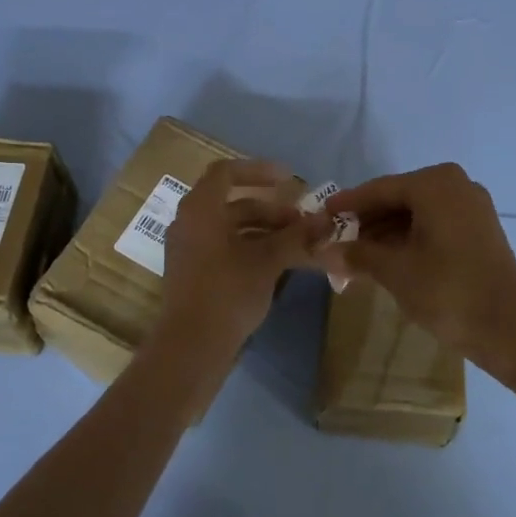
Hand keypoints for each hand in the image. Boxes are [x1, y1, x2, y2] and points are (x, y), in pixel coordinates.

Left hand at [156, 160, 326, 357]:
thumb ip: (297, 237)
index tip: (289, 179)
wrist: (192, 346)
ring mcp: (189, 250)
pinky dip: (251, 249)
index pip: (226, 173)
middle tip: (302, 223)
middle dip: (271, 210)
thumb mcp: (267, 261)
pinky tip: (278, 265)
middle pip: (233, 204)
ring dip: (265, 232)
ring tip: (298, 245)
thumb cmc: (227, 292)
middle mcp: (189, 223)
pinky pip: (224, 249)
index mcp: (200, 209)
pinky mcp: (193, 274)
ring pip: (231, 229)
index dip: (258, 170)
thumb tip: (326, 221)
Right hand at [325, 163, 515, 373]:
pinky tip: (385, 259)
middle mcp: (456, 185)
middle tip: (335, 240)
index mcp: (435, 184)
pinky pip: (433, 225)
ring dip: (385, 233)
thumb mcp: (394, 271)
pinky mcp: (479, 230)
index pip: (379, 190)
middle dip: (366, 222)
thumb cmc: (447, 291)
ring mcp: (472, 207)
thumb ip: (357, 255)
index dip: (346, 205)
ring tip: (355, 256)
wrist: (509, 330)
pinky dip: (408, 239)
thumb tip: (322, 252)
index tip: (320, 216)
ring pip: (415, 213)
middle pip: (398, 199)